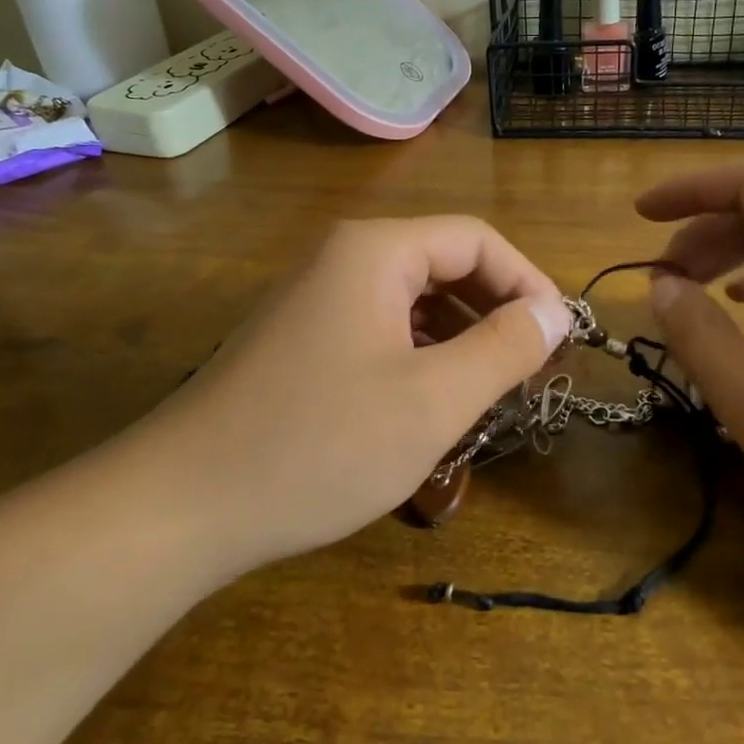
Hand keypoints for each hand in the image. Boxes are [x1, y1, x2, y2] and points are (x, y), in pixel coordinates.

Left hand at [143, 217, 571, 574]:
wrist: (183, 504)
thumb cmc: (319, 445)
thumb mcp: (432, 400)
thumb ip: (505, 348)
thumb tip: (555, 311)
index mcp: (375, 252)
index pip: (476, 239)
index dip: (527, 282)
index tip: (559, 339)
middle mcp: (342, 260)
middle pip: (443, 265)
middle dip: (495, 312)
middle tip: (530, 370)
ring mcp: (315, 301)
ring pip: (412, 302)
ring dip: (459, 338)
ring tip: (488, 392)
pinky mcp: (300, 341)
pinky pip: (380, 330)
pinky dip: (419, 357)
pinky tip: (429, 404)